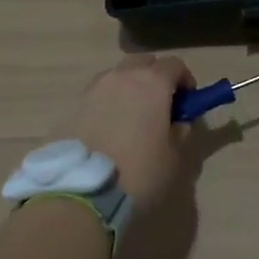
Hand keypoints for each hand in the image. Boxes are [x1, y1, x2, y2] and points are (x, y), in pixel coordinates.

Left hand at [61, 55, 196, 212]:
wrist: (79, 195)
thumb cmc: (138, 174)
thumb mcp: (174, 159)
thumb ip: (180, 133)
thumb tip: (177, 123)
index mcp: (152, 83)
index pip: (175, 64)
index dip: (184, 80)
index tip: (187, 101)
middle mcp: (121, 77)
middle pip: (143, 63)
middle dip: (155, 77)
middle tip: (160, 107)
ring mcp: (93, 90)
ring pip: (117, 77)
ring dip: (128, 89)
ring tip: (131, 120)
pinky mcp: (71, 109)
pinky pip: (97, 97)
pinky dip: (107, 106)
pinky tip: (108, 133)